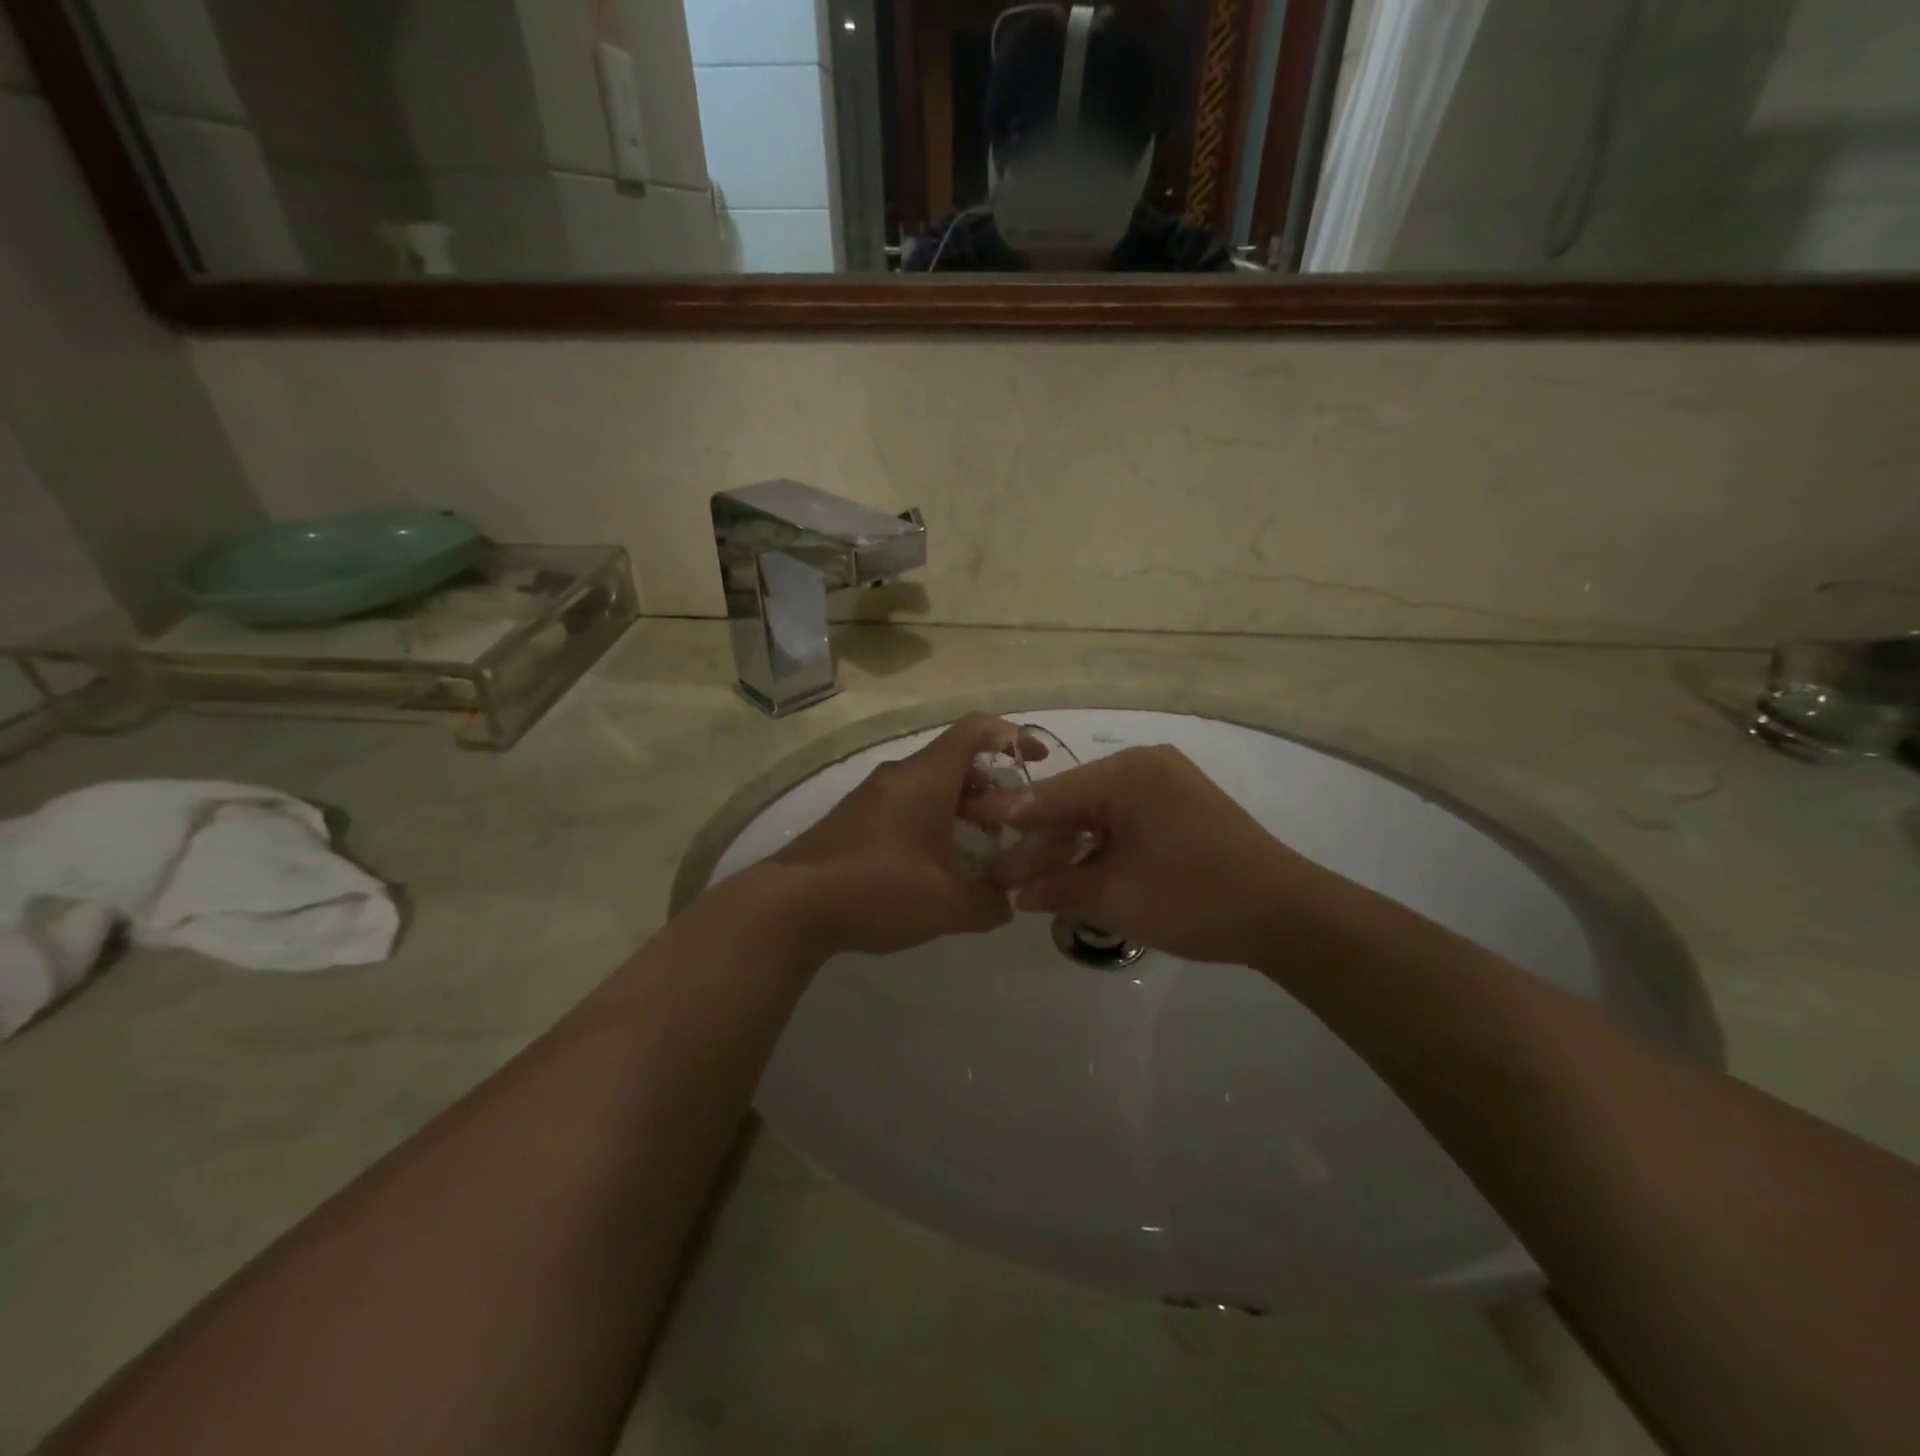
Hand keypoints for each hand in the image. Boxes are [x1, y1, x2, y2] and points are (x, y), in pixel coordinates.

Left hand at [764, 715, 1042, 958]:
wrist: (791, 905)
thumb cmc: (879, 889)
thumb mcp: (947, 905)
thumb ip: (988, 904)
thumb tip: (1006, 905)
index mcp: (926, 778)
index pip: (976, 730)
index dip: (1013, 736)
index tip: (1038, 760)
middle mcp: (900, 775)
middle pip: (956, 761)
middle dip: (992, 788)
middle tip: (1012, 825)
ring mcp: (872, 795)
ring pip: (930, 785)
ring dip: (961, 809)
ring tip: (979, 851)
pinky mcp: (854, 818)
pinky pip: (906, 804)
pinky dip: (932, 821)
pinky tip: (936, 866)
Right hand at [983, 745, 1311, 965]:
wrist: (1286, 915)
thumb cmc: (1195, 899)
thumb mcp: (1116, 897)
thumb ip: (1057, 887)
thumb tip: (1016, 894)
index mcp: (1129, 773)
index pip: (1052, 794)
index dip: (1009, 816)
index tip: (968, 825)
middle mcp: (1144, 767)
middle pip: (1073, 803)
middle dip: (1038, 842)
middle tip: (999, 875)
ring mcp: (1164, 786)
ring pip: (1097, 815)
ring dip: (1067, 849)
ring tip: (1029, 884)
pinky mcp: (1178, 807)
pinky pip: (1123, 821)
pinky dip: (1098, 848)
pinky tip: (1071, 875)